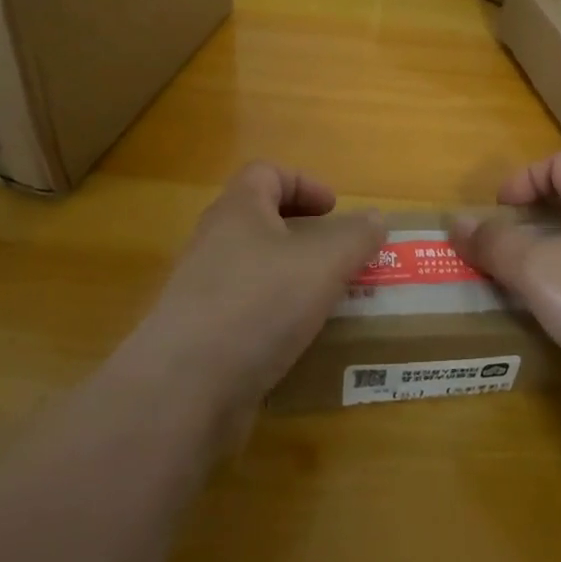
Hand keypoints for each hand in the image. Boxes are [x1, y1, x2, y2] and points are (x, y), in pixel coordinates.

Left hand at [122, 163, 383, 419]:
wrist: (184, 389)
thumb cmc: (259, 304)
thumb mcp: (324, 263)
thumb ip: (356, 237)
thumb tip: (376, 218)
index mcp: (238, 210)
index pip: (267, 173)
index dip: (304, 183)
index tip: (334, 209)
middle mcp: (214, 242)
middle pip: (259, 220)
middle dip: (302, 233)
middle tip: (336, 254)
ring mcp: (201, 291)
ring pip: (254, 268)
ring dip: (291, 277)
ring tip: (326, 300)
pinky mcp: (199, 335)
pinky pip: (244, 311)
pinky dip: (274, 317)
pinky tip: (298, 341)